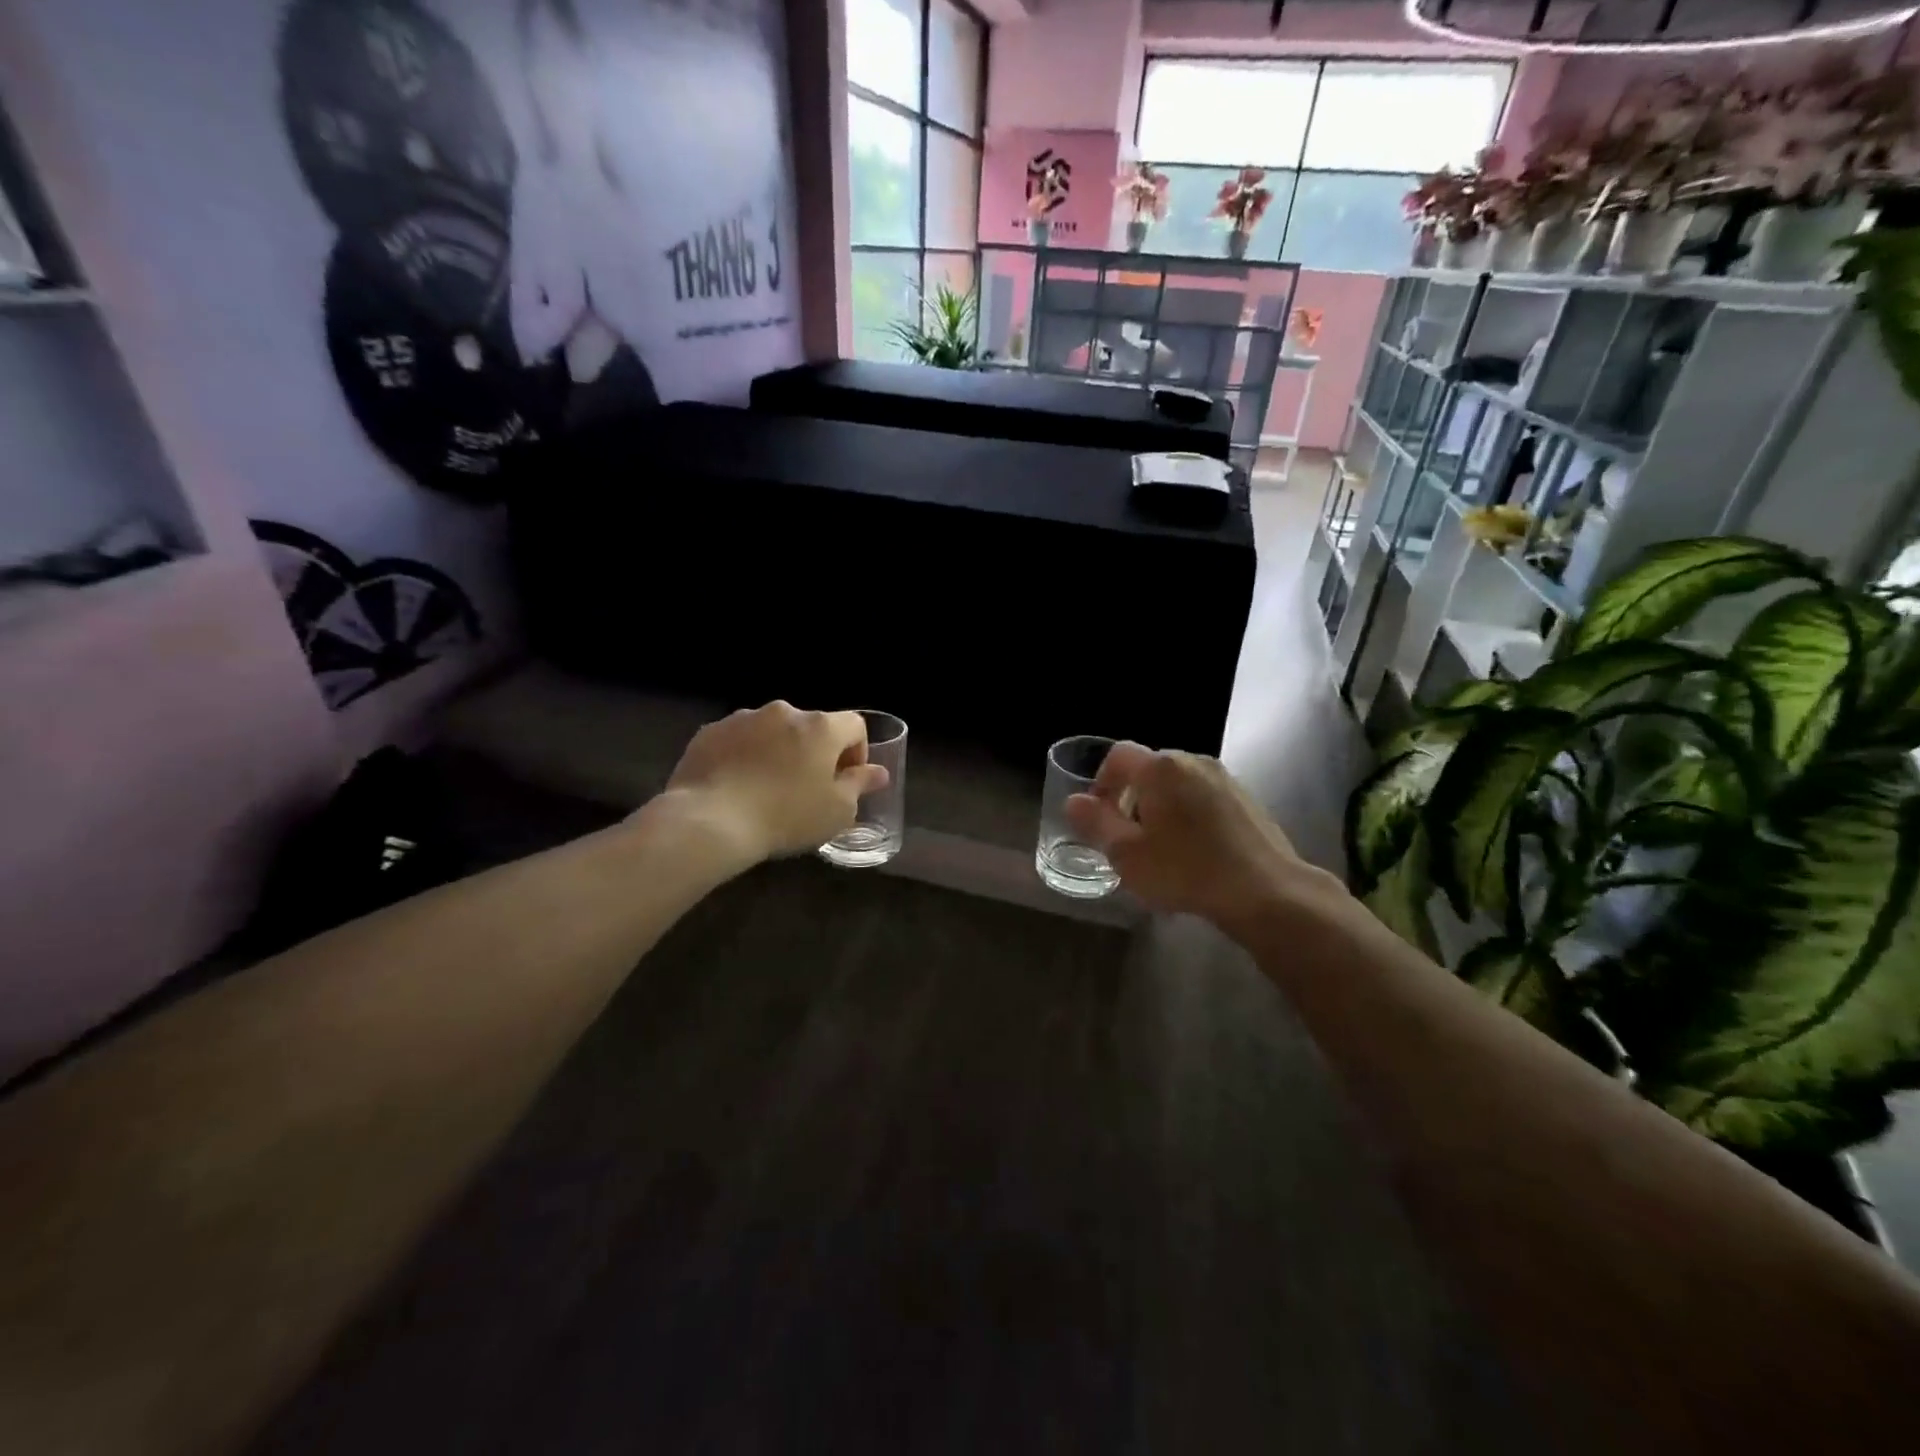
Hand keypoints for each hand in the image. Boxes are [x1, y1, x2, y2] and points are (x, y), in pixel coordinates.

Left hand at [659, 702, 887, 864]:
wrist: (710, 821)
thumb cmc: (786, 816)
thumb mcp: (837, 811)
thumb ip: (859, 785)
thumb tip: (878, 772)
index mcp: (821, 727)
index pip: (854, 725)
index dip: (857, 752)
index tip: (846, 781)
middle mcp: (783, 712)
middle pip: (811, 727)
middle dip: (814, 753)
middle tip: (807, 789)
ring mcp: (743, 719)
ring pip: (772, 732)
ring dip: (778, 752)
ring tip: (767, 789)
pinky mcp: (710, 732)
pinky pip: (738, 741)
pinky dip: (744, 757)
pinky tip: (736, 788)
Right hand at [1063, 743, 1345, 936]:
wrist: (1266, 891)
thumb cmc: (1186, 870)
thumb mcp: (1127, 854)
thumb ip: (1096, 823)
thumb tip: (1074, 801)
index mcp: (1160, 768)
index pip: (1117, 756)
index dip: (1101, 782)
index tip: (1100, 816)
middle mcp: (1192, 761)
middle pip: (1149, 768)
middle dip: (1131, 796)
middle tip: (1128, 835)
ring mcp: (1224, 777)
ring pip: (1178, 782)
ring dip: (1161, 805)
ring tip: (1162, 845)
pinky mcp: (1246, 798)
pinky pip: (1204, 795)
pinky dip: (1190, 812)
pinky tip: (1195, 849)